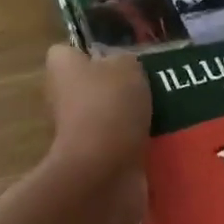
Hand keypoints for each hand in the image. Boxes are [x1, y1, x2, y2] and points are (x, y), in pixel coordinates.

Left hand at [42, 45, 150, 205]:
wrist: (103, 172)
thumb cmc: (109, 105)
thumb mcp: (127, 66)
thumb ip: (123, 60)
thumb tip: (121, 67)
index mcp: (61, 66)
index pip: (71, 51)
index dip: (94, 52)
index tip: (120, 58)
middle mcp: (60, 96)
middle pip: (91, 84)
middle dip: (118, 87)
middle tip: (149, 86)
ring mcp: (75, 131)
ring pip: (107, 116)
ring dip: (130, 118)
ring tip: (163, 113)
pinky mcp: (92, 160)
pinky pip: (117, 145)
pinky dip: (135, 145)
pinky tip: (160, 140)